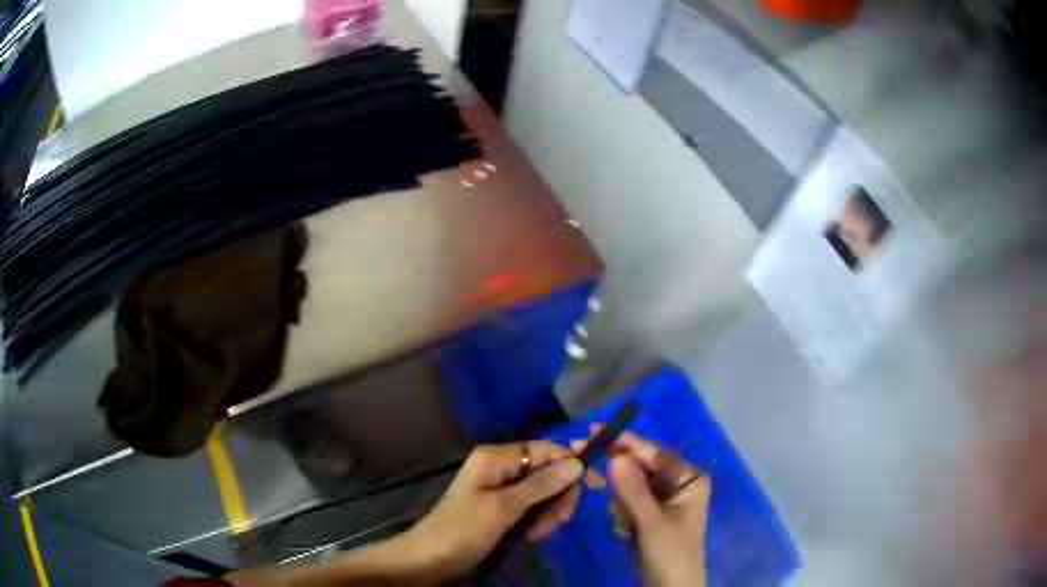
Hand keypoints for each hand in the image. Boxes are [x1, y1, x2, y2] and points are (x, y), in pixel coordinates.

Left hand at [398, 441, 604, 579]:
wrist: (431, 557)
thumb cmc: (464, 529)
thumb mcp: (505, 507)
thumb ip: (542, 485)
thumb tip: (577, 463)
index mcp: (496, 457)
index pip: (545, 449)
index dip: (572, 464)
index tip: (596, 485)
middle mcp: (500, 466)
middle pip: (546, 471)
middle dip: (557, 495)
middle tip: (559, 521)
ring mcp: (500, 487)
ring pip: (541, 491)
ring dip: (548, 511)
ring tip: (538, 533)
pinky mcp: (501, 506)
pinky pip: (530, 505)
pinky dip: (536, 519)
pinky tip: (532, 535)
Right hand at [576, 431, 709, 586]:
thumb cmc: (669, 553)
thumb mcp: (651, 522)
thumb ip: (633, 489)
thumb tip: (615, 454)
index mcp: (689, 478)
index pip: (654, 453)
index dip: (626, 442)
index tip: (595, 430)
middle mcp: (678, 481)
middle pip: (641, 464)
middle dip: (616, 466)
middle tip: (583, 452)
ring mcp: (663, 497)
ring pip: (632, 480)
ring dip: (618, 492)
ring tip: (623, 517)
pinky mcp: (650, 511)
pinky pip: (630, 497)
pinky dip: (621, 505)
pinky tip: (625, 524)